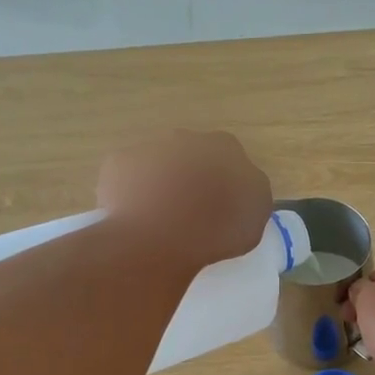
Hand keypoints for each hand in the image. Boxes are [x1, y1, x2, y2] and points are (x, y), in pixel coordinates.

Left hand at [97, 131, 271, 273]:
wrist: (159, 237)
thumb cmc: (216, 228)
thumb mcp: (256, 216)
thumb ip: (251, 193)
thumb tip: (242, 188)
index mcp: (225, 147)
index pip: (230, 158)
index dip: (226, 181)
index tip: (223, 206)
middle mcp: (186, 137)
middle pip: (192, 155)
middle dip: (192, 177)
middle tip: (192, 212)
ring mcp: (149, 148)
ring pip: (158, 164)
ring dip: (161, 184)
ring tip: (162, 220)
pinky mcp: (118, 164)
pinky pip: (128, 177)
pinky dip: (132, 193)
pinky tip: (137, 219)